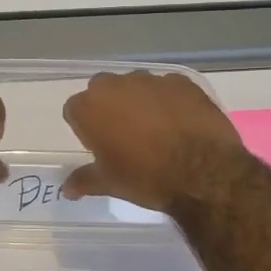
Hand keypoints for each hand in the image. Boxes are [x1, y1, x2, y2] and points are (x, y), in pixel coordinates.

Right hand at [61, 71, 247, 212]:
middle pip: (102, 90)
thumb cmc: (145, 178)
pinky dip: (169, 100)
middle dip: (109, 107)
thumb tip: (66, 189)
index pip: (75, 110)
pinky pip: (167, 87)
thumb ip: (84, 180)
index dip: (85, 127)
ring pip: (135, 85)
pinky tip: (180, 122)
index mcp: (89, 108)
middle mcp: (115, 86)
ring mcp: (150, 80)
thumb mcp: (109, 183)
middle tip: (124, 135)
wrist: (204, 173)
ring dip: (139, 100)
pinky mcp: (181, 82)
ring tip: (156, 128)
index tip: (98, 144)